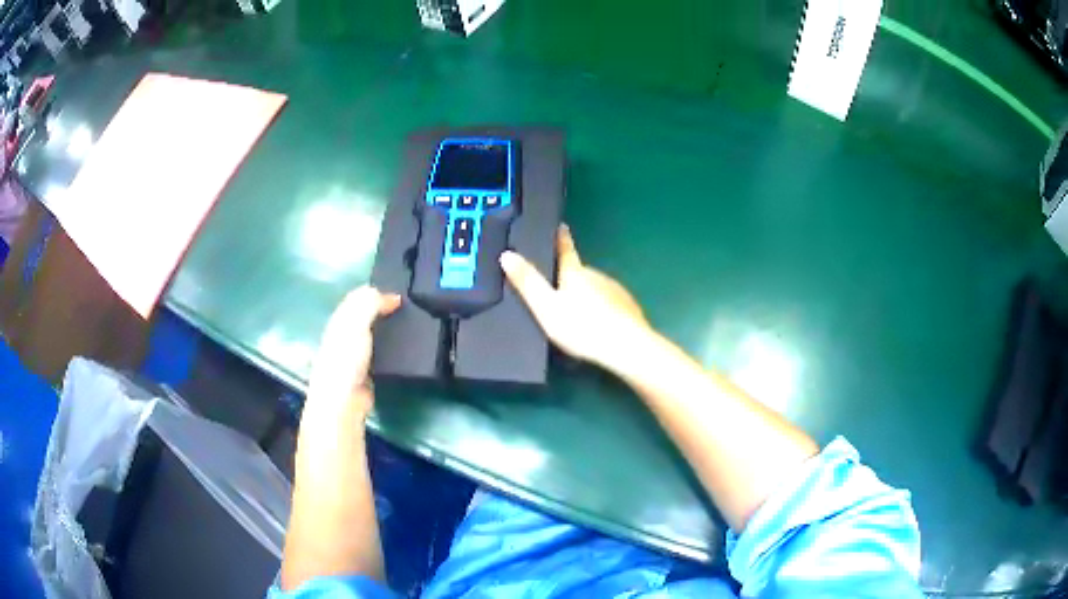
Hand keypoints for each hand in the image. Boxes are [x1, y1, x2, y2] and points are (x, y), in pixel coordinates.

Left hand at [306, 286, 400, 418]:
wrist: (344, 400)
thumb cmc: (345, 358)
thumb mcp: (356, 321)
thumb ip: (371, 303)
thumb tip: (393, 296)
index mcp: (340, 319)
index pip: (359, 297)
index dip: (378, 292)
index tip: (404, 293)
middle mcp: (347, 335)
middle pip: (368, 316)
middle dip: (387, 310)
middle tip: (413, 309)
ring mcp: (357, 355)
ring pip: (377, 335)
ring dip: (392, 331)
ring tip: (415, 327)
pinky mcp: (369, 372)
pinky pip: (384, 354)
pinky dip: (394, 350)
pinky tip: (408, 349)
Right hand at [500, 224, 650, 370]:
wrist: (626, 346)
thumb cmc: (582, 327)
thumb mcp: (546, 307)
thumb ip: (527, 282)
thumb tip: (507, 254)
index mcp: (575, 272)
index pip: (565, 249)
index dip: (561, 238)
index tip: (561, 226)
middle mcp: (596, 275)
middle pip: (580, 271)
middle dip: (570, 278)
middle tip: (558, 292)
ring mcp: (615, 290)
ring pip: (595, 287)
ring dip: (587, 295)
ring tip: (577, 315)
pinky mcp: (628, 306)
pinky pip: (610, 302)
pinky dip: (602, 309)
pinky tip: (598, 325)